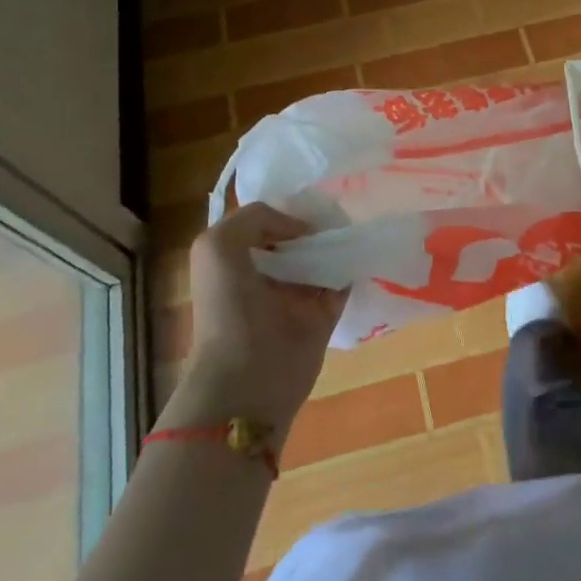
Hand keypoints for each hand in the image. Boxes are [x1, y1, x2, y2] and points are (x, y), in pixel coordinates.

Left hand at [175, 203, 347, 437]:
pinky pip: (342, 283)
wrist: (247, 378)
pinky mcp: (322, 316)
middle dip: (315, 224)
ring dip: (337, 244)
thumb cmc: (227, 309)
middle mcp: (265, 276)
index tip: (307, 202)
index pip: (264, 224)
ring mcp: (295, 298)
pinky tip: (362, 250)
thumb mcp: (218, 246)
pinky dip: (353, 267)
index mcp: (235, 261)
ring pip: (321, 259)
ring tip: (355, 224)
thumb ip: (255, 218)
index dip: (284, 211)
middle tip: (339, 210)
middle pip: (296, 240)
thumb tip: (303, 230)